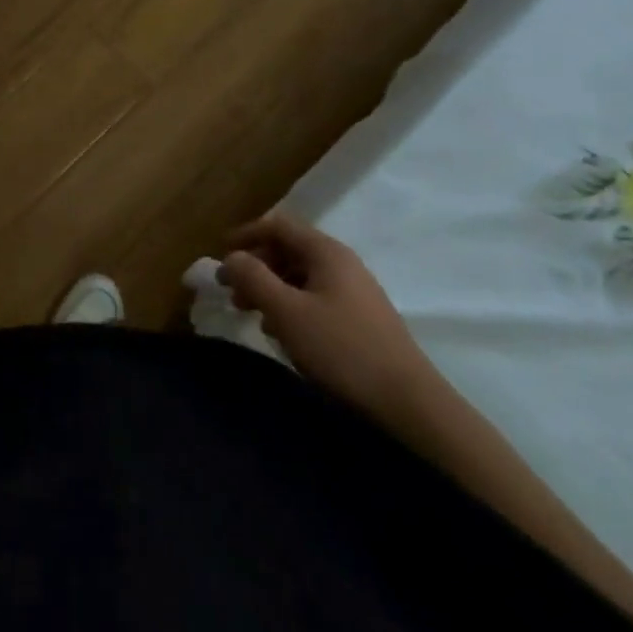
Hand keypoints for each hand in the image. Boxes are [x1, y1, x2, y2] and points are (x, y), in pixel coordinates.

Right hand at [219, 214, 437, 421]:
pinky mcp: (362, 320)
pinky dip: (293, 308)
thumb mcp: (287, 312)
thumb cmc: (342, 350)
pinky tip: (286, 336)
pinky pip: (317, 299)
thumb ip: (253, 278)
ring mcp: (356, 292)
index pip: (277, 225)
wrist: (411, 406)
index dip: (246, 235)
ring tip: (255, 318)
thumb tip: (230, 257)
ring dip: (272, 290)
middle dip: (256, 267)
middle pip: (288, 250)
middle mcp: (342, 263)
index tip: (220, 255)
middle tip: (234, 293)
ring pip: (302, 277)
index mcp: (326, 252)